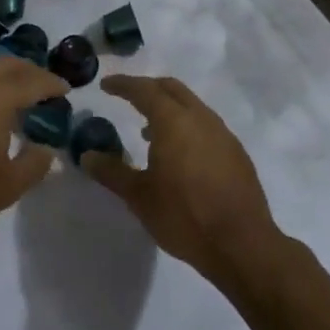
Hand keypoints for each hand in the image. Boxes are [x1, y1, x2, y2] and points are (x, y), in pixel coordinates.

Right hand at [80, 74, 281, 283]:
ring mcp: (223, 134)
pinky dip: (187, 127)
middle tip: (128, 97)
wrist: (242, 245)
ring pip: (192, 106)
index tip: (106, 85)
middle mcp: (200, 118)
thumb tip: (87, 155)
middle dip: (148, 88)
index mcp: (173, 121)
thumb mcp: (139, 196)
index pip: (144, 90)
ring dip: (169, 109)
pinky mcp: (236, 153)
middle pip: (171, 89)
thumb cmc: (184, 216)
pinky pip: (206, 126)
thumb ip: (111, 172)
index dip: (123, 85)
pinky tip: (180, 154)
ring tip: (149, 131)